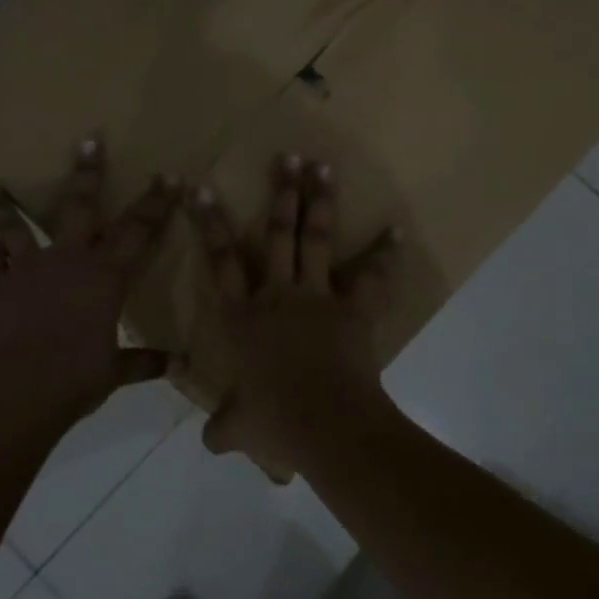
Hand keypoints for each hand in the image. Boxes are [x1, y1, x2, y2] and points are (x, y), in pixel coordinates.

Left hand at [0, 139, 180, 428]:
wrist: (18, 391)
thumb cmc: (76, 378)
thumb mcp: (116, 372)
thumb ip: (145, 362)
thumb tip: (182, 365)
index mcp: (105, 277)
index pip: (139, 231)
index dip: (156, 202)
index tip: (168, 175)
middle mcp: (68, 260)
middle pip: (80, 207)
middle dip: (87, 173)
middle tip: (88, 140)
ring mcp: (27, 268)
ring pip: (18, 225)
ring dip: (6, 204)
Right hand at [188, 155, 399, 474]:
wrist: (325, 422)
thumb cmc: (274, 420)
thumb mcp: (239, 428)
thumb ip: (223, 428)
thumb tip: (210, 442)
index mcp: (242, 318)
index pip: (220, 261)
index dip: (210, 223)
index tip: (201, 188)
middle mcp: (276, 295)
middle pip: (277, 235)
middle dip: (281, 193)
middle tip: (287, 156)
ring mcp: (317, 297)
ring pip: (316, 240)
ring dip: (320, 202)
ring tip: (324, 166)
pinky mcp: (352, 308)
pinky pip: (371, 277)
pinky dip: (385, 254)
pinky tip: (397, 231)